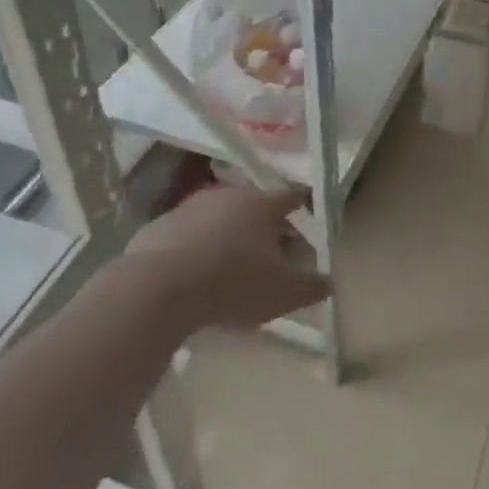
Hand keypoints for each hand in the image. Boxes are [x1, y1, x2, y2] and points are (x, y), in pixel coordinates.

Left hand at [125, 186, 330, 330]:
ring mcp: (190, 208)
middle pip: (253, 206)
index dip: (300, 205)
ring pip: (217, 218)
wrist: (158, 288)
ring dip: (226, 234)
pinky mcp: (158, 227)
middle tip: (270, 248)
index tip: (305, 211)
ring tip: (230, 264)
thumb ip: (312, 286)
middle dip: (263, 224)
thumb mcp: (283, 293)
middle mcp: (228, 196)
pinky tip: (192, 275)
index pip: (290, 196)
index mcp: (262, 205)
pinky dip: (194, 248)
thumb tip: (330, 281)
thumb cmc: (233, 283)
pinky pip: (185, 235)